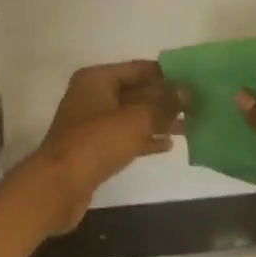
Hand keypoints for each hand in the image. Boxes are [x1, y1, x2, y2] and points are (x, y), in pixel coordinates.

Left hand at [7, 61, 186, 234]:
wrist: (58, 187)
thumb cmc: (96, 143)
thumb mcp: (136, 119)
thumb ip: (163, 104)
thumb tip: (186, 91)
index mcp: (98, 79)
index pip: (140, 69)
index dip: (167, 75)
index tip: (194, 82)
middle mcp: (93, 96)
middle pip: (137, 92)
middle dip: (165, 100)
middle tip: (197, 106)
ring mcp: (92, 123)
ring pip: (133, 116)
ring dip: (159, 120)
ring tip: (190, 126)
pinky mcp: (94, 148)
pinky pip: (126, 136)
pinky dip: (145, 138)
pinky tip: (168, 145)